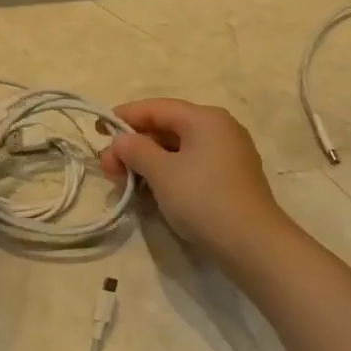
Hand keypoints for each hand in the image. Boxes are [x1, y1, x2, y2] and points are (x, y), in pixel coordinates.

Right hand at [100, 98, 289, 260]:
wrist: (252, 243)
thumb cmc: (203, 199)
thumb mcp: (162, 173)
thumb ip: (136, 150)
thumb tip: (121, 140)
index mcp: (205, 118)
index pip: (157, 108)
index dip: (125, 116)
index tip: (98, 129)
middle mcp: (220, 128)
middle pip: (168, 127)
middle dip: (134, 145)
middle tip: (107, 167)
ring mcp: (229, 153)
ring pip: (179, 148)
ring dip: (149, 161)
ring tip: (125, 180)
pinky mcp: (231, 177)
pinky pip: (192, 164)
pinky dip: (168, 172)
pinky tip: (151, 189)